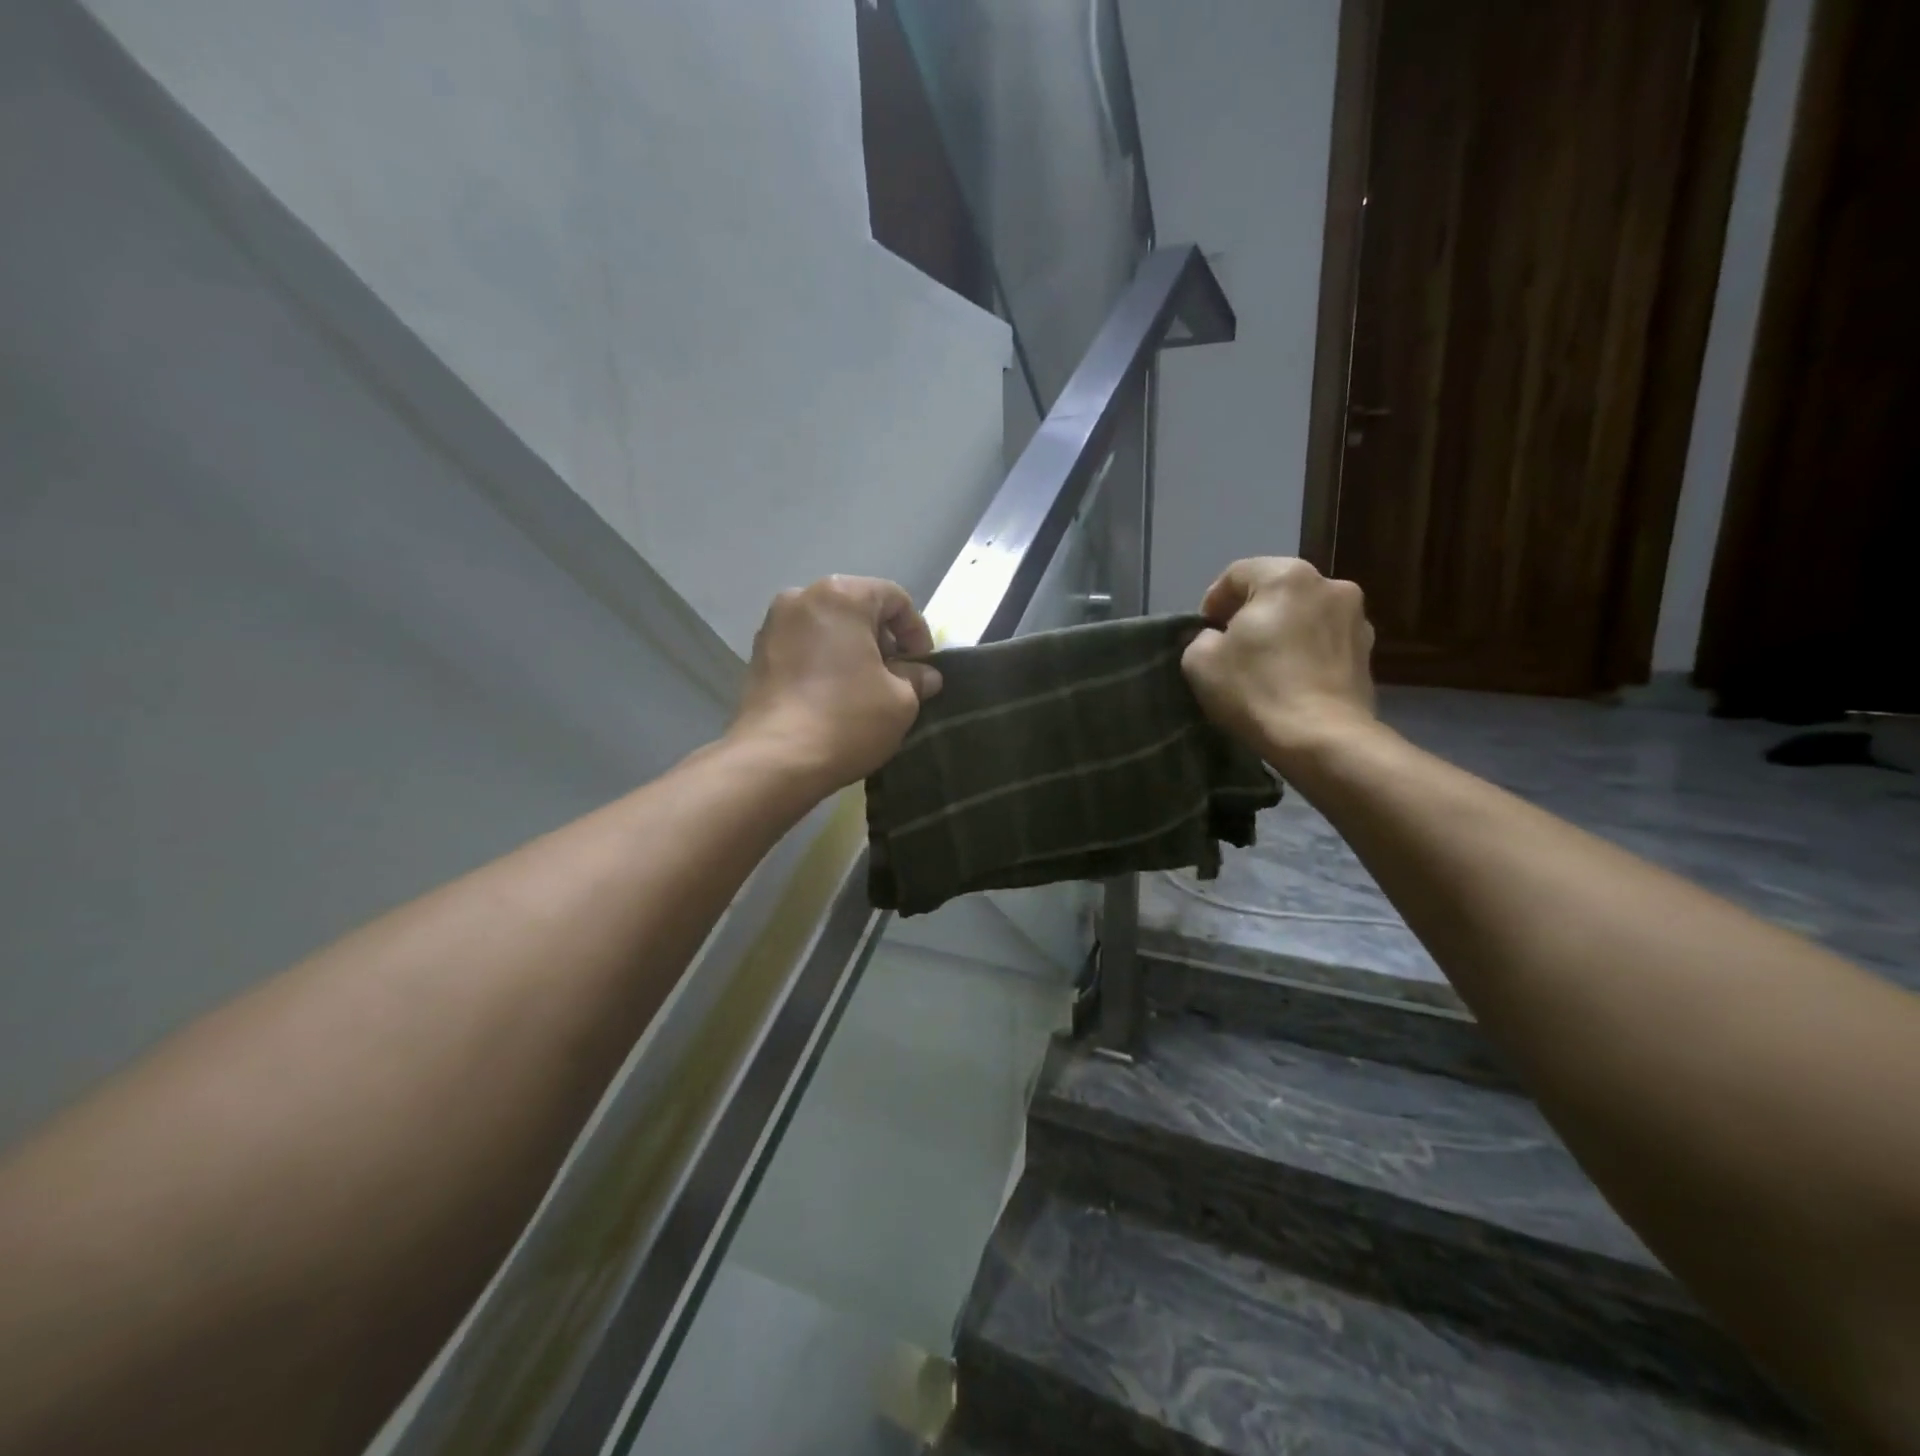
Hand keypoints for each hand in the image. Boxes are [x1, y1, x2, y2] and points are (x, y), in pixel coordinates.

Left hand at [730, 576, 942, 791]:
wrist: (775, 760)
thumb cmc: (847, 719)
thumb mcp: (901, 701)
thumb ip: (916, 678)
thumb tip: (924, 675)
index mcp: (841, 596)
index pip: (894, 598)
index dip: (917, 632)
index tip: (922, 668)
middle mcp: (801, 598)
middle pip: (857, 608)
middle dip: (883, 640)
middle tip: (897, 678)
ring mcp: (773, 626)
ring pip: (828, 628)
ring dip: (852, 652)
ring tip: (865, 690)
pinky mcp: (757, 655)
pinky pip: (804, 648)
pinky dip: (824, 663)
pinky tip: (834, 697)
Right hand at [1181, 557, 1377, 768]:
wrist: (1322, 739)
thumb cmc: (1256, 690)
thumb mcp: (1199, 661)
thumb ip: (1200, 637)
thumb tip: (1215, 637)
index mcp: (1286, 576)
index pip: (1236, 574)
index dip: (1212, 602)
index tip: (1203, 634)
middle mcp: (1329, 585)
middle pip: (1275, 590)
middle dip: (1250, 614)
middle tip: (1231, 649)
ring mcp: (1356, 618)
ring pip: (1303, 614)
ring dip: (1282, 631)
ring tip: (1264, 666)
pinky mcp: (1368, 652)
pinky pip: (1324, 640)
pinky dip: (1305, 651)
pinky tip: (1291, 680)